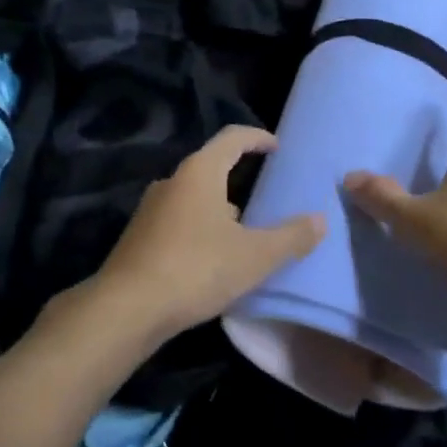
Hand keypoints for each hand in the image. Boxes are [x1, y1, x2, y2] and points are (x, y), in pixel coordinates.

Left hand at [92, 125, 326, 342]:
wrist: (126, 308)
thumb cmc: (196, 268)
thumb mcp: (254, 256)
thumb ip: (290, 237)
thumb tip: (320, 220)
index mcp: (200, 172)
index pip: (232, 138)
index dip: (257, 137)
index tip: (276, 146)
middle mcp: (172, 180)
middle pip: (211, 166)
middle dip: (238, 176)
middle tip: (265, 194)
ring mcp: (151, 208)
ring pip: (193, 196)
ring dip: (219, 206)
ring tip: (243, 231)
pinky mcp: (139, 235)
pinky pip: (178, 219)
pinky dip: (199, 227)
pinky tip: (211, 257)